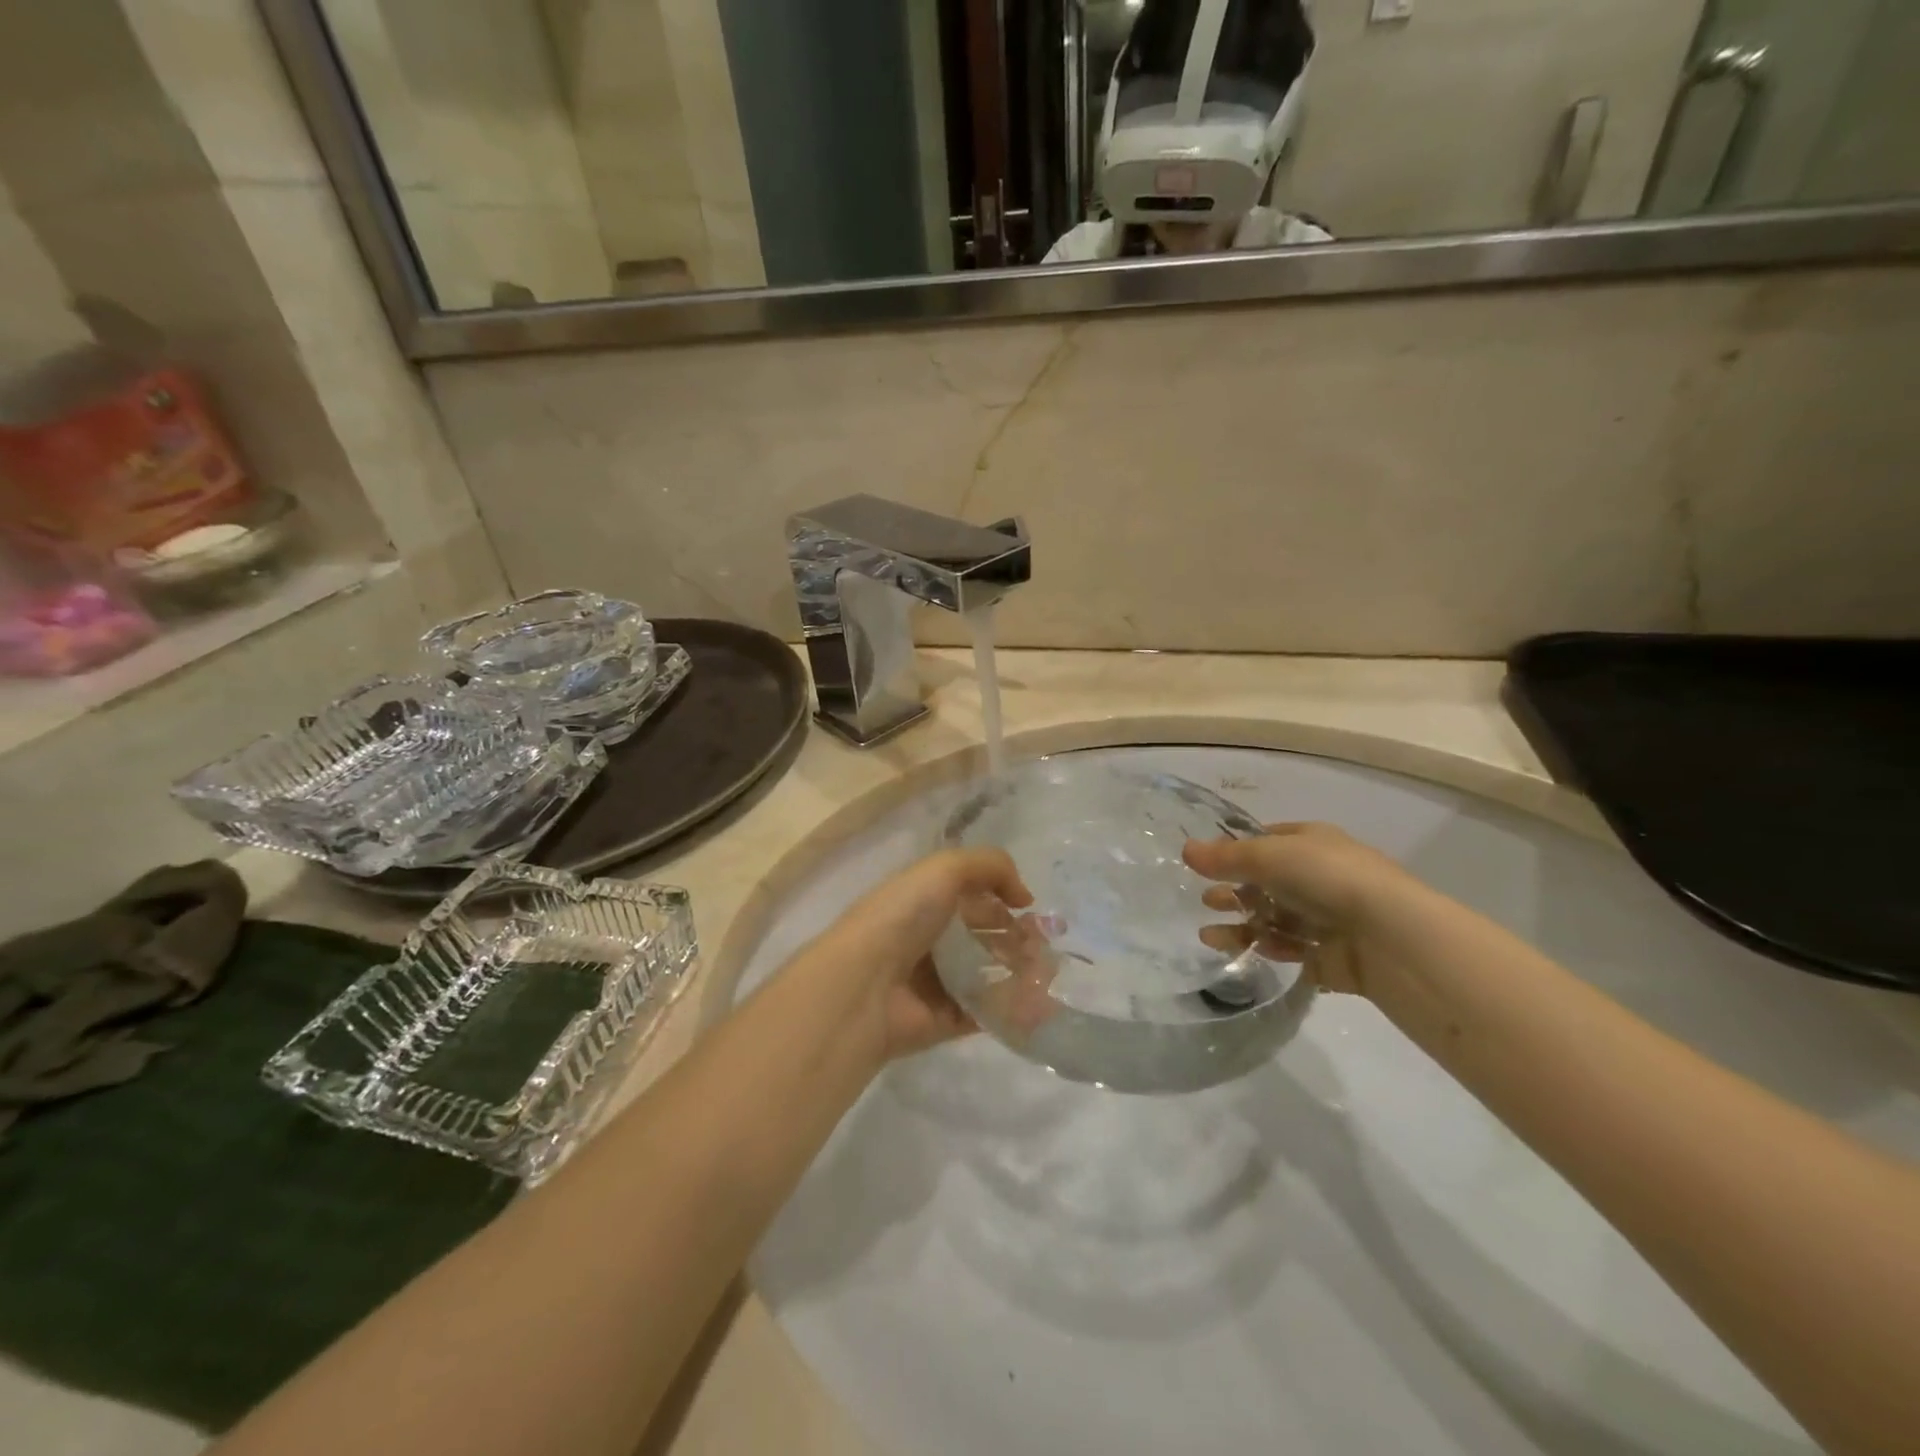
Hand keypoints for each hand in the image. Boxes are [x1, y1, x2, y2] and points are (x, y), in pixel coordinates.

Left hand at [799, 849, 1033, 1060]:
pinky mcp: (944, 1020)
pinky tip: (1038, 1002)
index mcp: (923, 900)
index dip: (1002, 897)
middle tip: (1042, 946)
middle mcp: (929, 938)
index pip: (971, 895)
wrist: (864, 986)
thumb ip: (990, 866)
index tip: (1029, 908)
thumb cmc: (902, 918)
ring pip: (989, 974)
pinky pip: (985, 1012)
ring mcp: (936, 981)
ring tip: (1046, 974)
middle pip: (983, 936)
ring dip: (1021, 972)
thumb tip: (1024, 897)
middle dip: (1017, 937)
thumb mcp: (944, 869)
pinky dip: (1013, 1008)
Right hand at [1182, 823, 1416, 998]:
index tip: (1206, 864)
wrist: (1391, 936)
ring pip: (1276, 919)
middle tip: (1205, 901)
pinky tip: (1243, 951)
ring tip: (1208, 936)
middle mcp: (1321, 877)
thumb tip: (1185, 849)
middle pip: (1269, 883)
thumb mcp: (1269, 856)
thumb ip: (1226, 857)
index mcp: (1313, 843)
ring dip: (1242, 925)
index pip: (1268, 841)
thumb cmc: (1327, 878)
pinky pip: (1292, 950)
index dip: (1237, 850)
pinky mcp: (1333, 957)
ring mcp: (1329, 919)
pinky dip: (1266, 948)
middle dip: (1235, 891)